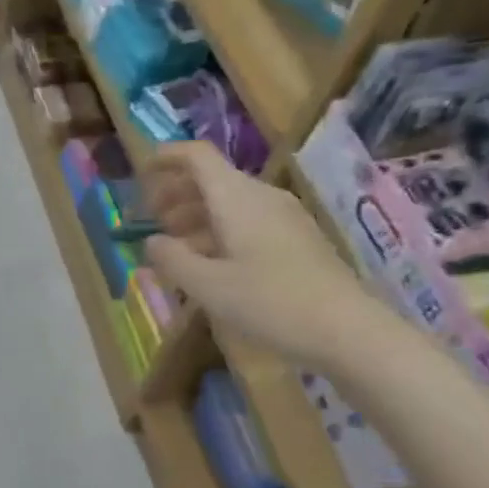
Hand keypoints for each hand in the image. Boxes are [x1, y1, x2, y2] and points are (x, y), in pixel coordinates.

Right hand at [143, 143, 379, 370]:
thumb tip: (152, 241)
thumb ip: (172, 259)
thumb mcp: (208, 286)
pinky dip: (218, 230)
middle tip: (150, 218)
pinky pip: (247, 221)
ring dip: (196, 214)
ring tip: (173, 245)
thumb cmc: (271, 303)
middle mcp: (261, 197)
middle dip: (176, 192)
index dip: (166, 157)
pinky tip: (209, 262)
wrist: (348, 331)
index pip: (197, 156)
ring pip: (229, 202)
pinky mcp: (296, 239)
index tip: (141, 173)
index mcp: (236, 198)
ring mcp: (283, 217)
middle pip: (212, 178)